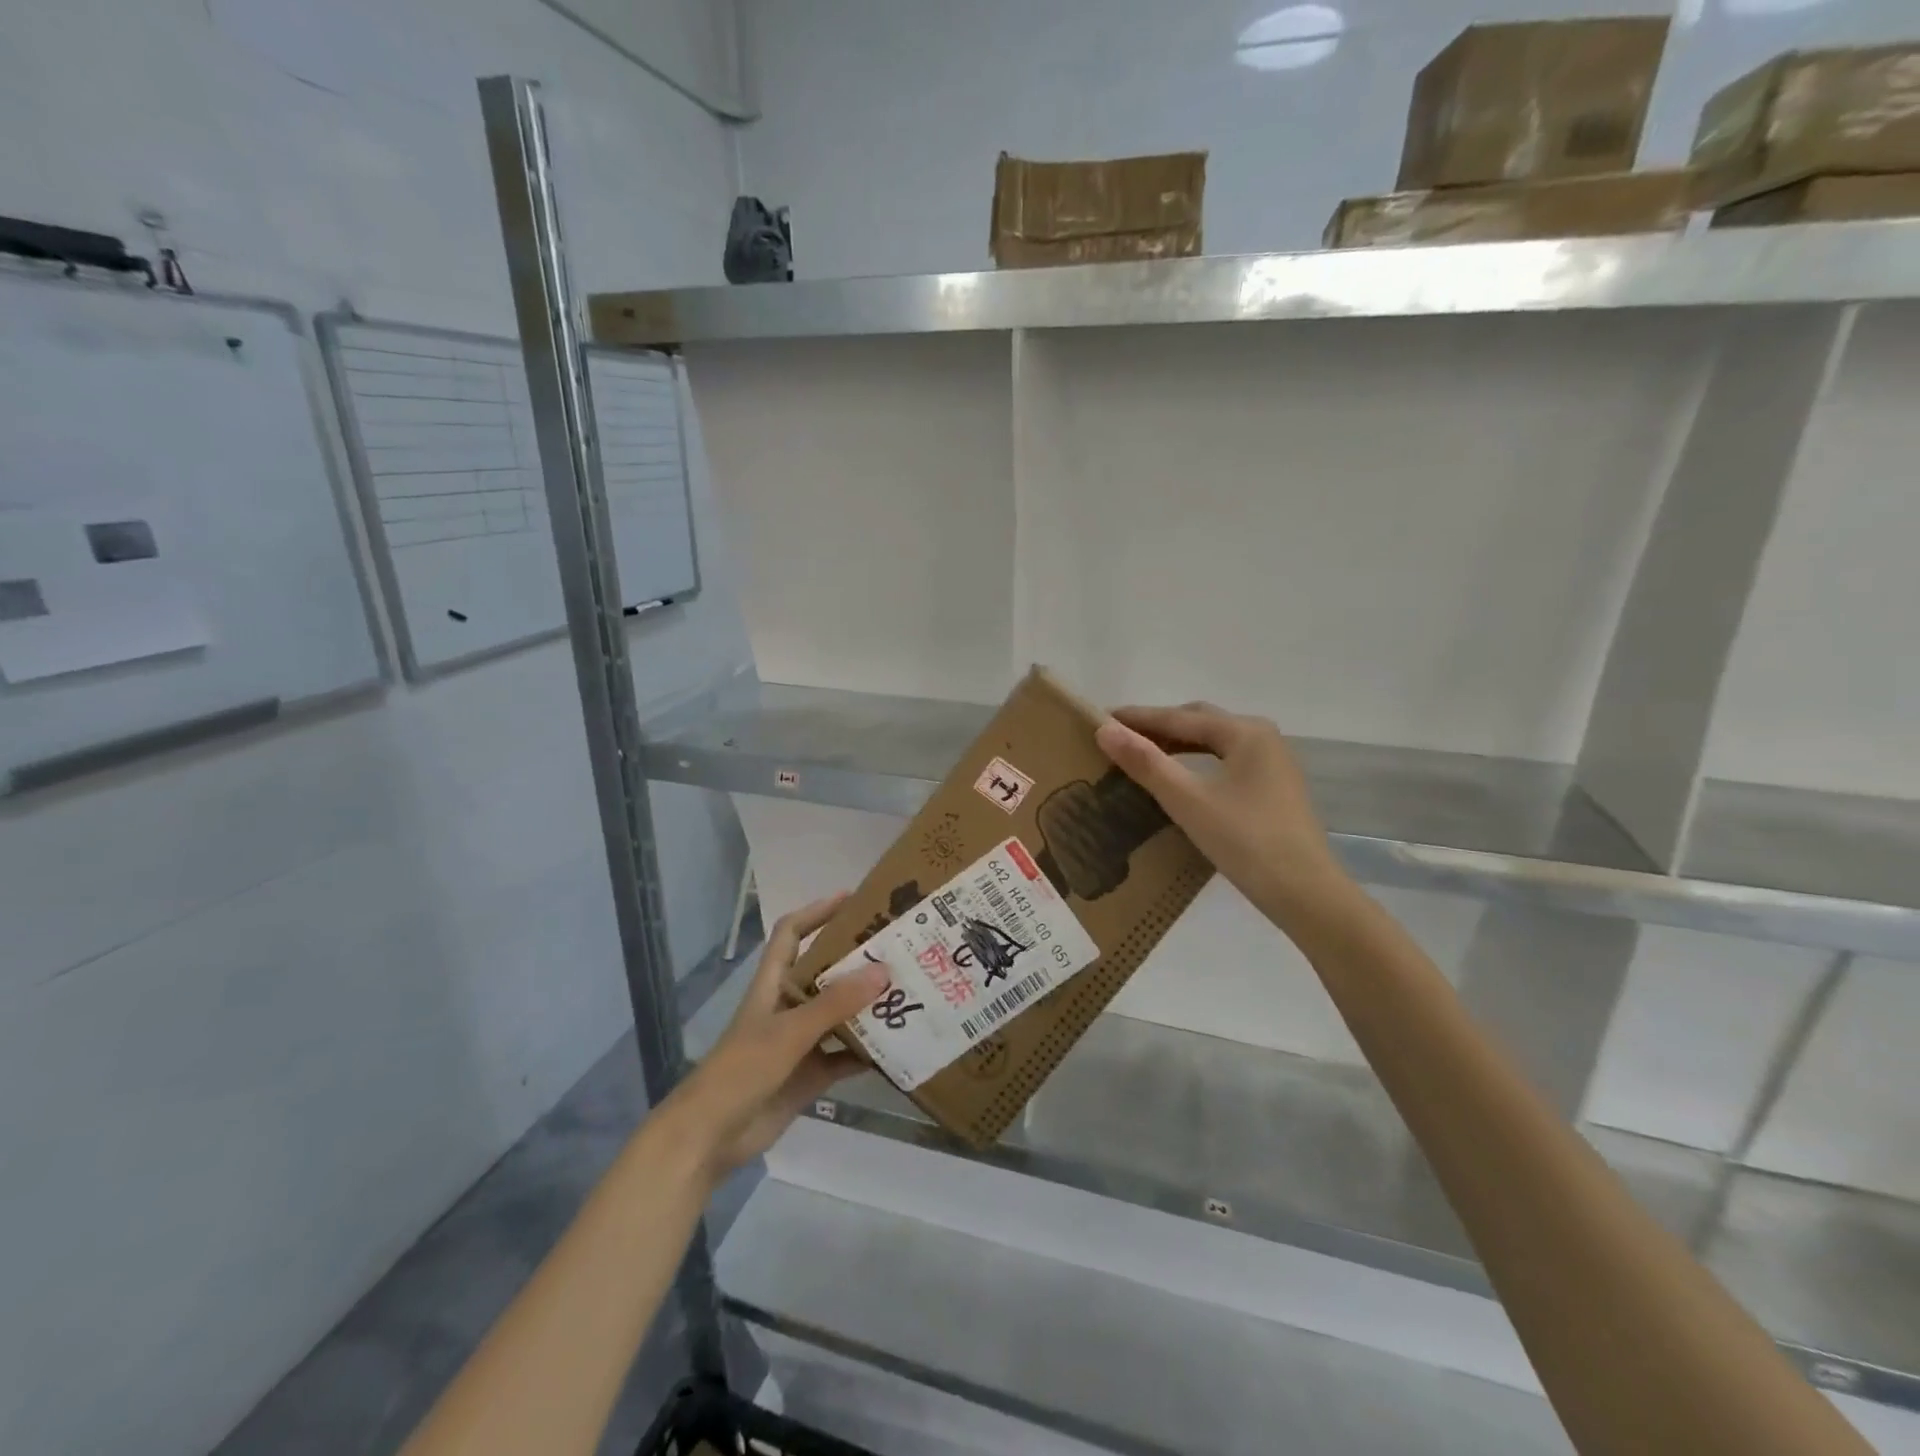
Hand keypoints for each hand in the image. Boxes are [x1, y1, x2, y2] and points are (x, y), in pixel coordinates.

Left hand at [660, 894, 885, 1182]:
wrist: (711, 1137)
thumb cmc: (742, 1070)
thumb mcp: (790, 1031)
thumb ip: (835, 1003)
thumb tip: (883, 970)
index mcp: (773, 984)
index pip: (792, 933)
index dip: (817, 912)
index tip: (853, 899)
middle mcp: (789, 1006)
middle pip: (826, 971)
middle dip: (858, 960)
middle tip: (899, 948)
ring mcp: (800, 1041)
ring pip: (840, 1014)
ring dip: (869, 1007)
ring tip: (909, 992)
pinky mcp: (810, 1074)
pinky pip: (846, 1056)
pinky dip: (868, 1053)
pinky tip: (898, 1048)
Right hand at [1095, 702, 1352, 929]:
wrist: (1305, 894)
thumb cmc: (1246, 841)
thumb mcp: (1188, 801)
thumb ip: (1146, 763)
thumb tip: (1104, 730)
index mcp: (1245, 732)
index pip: (1179, 717)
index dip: (1137, 718)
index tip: (1099, 718)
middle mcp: (1262, 738)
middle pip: (1199, 722)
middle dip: (1158, 726)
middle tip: (1118, 737)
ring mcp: (1271, 764)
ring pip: (1213, 742)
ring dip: (1176, 745)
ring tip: (1140, 755)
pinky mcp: (1273, 789)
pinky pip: (1224, 762)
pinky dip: (1195, 763)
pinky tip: (1178, 779)